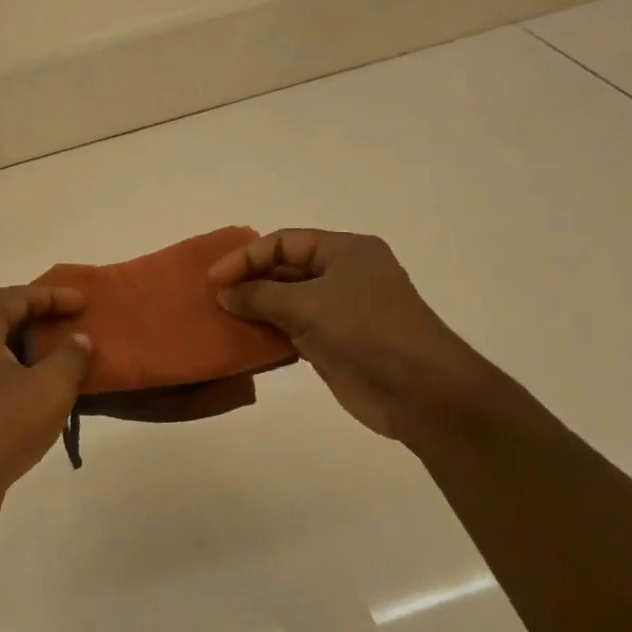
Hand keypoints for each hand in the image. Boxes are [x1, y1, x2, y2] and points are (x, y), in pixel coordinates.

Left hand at [0, 285, 92, 531]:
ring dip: (19, 340)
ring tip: (51, 348)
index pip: (16, 296)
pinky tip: (32, 385)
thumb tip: (79, 339)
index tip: (83, 302)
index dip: (53, 296)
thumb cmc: (2, 425)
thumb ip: (70, 357)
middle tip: (61, 316)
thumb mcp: (50, 387)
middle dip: (29, 310)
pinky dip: (9, 366)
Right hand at [209, 229, 496, 443]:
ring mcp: (338, 312)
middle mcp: (342, 275)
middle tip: (213, 298)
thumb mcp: (307, 305)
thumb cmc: (366, 330)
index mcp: (345, 251)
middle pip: (284, 269)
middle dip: (249, 282)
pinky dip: (267, 335)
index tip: (215, 279)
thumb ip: (260, 296)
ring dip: (254, 310)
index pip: (285, 242)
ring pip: (285, 302)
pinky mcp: (332, 344)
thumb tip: (224, 293)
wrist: (418, 389)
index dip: (247, 256)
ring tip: (220, 319)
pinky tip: (242, 342)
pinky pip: (291, 331)